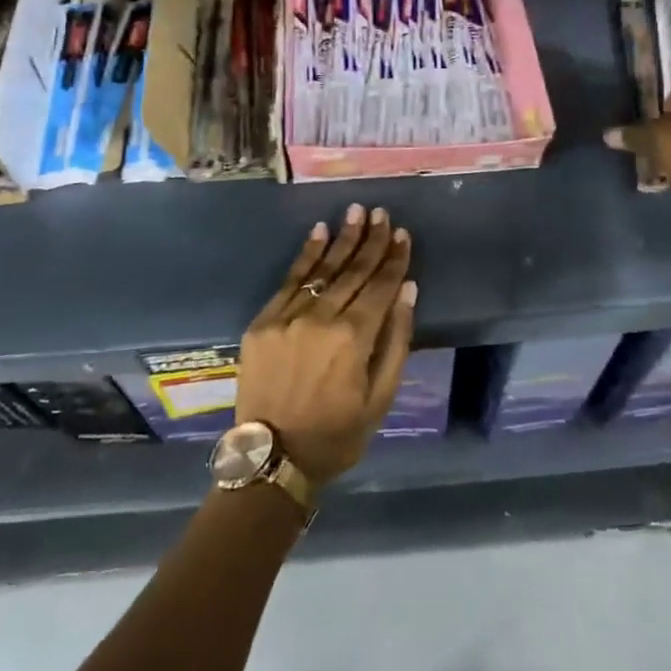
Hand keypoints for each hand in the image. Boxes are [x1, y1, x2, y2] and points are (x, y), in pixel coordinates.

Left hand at [236, 204, 416, 486]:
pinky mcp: (263, 321)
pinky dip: (306, 255)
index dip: (394, 259)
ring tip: (355, 212)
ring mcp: (288, 317)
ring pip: (322, 269)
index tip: (403, 234)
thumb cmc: (336, 434)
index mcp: (353, 339)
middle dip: (371, 240)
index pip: (380, 287)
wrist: (272, 458)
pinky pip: (289, 280)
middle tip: (382, 213)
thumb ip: (396, 340)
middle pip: (353, 271)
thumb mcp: (380, 398)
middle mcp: (320, 318)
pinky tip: (319, 232)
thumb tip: (407, 290)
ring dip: (342, 238)